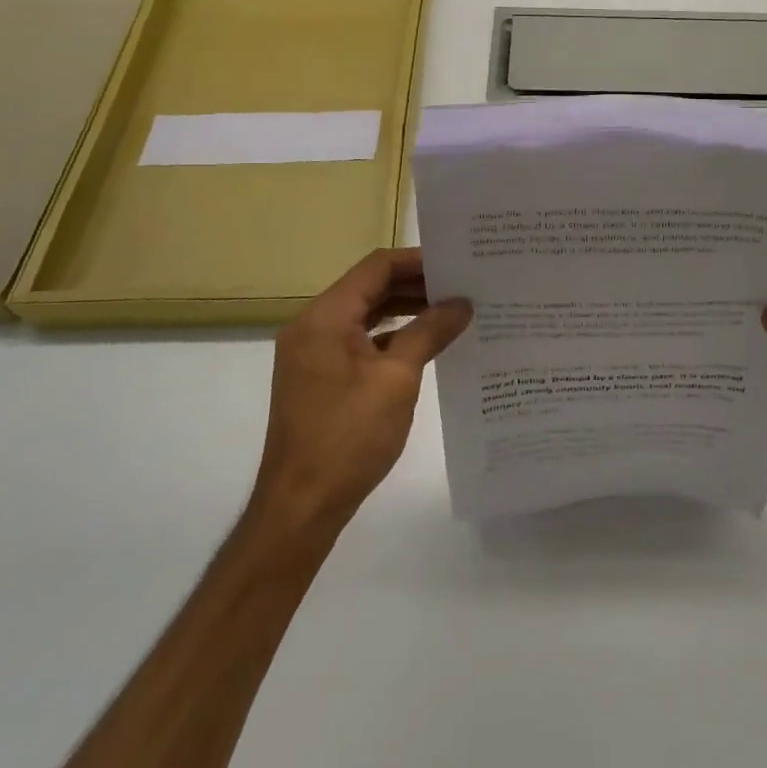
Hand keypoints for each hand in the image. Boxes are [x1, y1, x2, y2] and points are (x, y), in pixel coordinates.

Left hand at [250, 247, 471, 534]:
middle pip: (370, 288)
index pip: (376, 268)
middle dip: (417, 285)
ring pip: (366, 316)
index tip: (458, 264)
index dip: (418, 261)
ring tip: (453, 311)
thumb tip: (462, 303)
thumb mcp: (397, 379)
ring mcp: (315, 354)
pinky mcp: (321, 378)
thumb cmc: (348, 436)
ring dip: (407, 311)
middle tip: (464, 286)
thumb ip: (429, 332)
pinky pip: (361, 342)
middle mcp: (314, 327)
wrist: (301, 506)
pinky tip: (427, 345)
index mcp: (324, 318)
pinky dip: (393, 338)